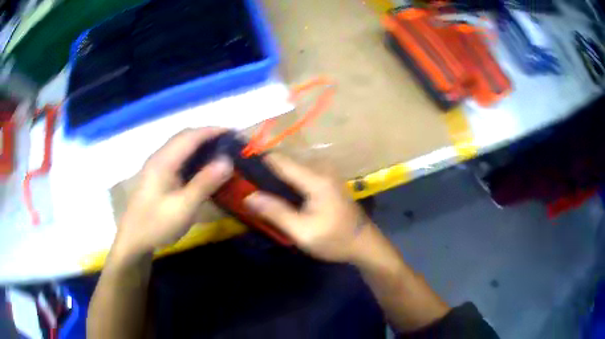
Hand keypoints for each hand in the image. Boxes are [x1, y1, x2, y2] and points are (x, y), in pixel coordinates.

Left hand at [113, 128, 232, 258]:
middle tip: (228, 144)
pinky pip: (177, 156)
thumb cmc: (157, 225)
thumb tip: (227, 161)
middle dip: (207, 135)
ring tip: (219, 152)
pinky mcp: (156, 175)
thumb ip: (204, 183)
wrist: (133, 240)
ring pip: (180, 146)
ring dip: (199, 144)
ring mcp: (156, 165)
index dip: (212, 131)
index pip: (191, 136)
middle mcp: (159, 157)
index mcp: (164, 161)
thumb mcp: (183, 208)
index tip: (233, 133)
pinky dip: (192, 155)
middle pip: (184, 136)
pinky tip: (200, 167)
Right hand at [244, 154, 372, 262]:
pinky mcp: (327, 179)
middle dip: (265, 171)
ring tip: (257, 190)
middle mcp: (321, 168)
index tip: (239, 169)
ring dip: (275, 176)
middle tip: (245, 185)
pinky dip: (286, 180)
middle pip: (285, 161)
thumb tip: (248, 196)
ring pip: (292, 166)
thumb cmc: (335, 240)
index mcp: (316, 179)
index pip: (280, 160)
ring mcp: (326, 172)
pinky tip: (278, 193)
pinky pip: (300, 173)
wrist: (363, 243)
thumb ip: (276, 212)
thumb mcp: (303, 232)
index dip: (258, 162)